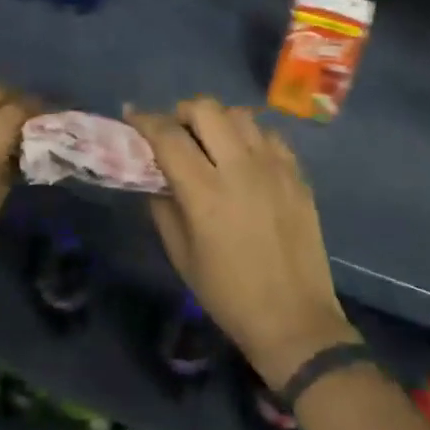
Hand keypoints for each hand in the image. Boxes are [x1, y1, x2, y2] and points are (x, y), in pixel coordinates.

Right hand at [128, 99, 355, 392]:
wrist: (295, 320)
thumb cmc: (229, 295)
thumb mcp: (181, 256)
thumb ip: (163, 208)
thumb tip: (155, 176)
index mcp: (206, 193)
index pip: (168, 136)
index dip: (145, 120)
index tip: (132, 116)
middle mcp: (241, 169)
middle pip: (206, 109)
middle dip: (182, 112)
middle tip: (176, 133)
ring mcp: (274, 168)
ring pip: (240, 115)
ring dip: (217, 121)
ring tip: (212, 143)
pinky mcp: (297, 175)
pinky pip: (270, 135)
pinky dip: (250, 137)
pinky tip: (245, 160)